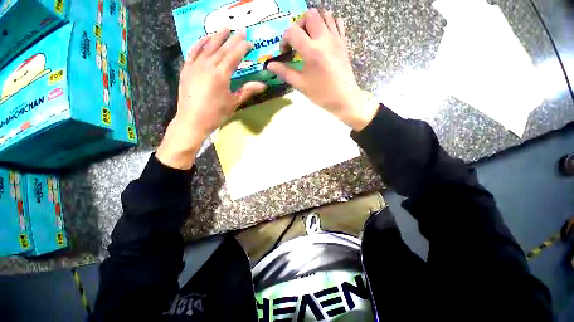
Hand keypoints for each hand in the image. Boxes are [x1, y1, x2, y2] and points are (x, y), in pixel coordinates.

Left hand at [157, 28, 265, 169]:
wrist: (192, 120)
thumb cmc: (216, 114)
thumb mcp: (234, 103)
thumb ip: (247, 91)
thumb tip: (263, 85)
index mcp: (221, 74)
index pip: (234, 56)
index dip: (242, 47)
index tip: (250, 42)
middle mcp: (208, 65)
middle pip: (222, 48)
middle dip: (232, 38)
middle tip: (240, 30)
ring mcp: (195, 65)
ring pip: (207, 46)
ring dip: (216, 36)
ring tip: (224, 27)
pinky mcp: (186, 69)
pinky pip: (193, 51)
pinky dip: (199, 43)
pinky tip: (205, 38)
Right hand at [267, 8, 377, 130]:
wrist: (343, 98)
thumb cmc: (321, 94)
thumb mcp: (301, 85)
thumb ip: (285, 72)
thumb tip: (270, 65)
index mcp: (311, 51)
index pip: (292, 31)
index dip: (284, 40)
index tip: (286, 53)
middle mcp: (324, 39)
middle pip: (309, 15)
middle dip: (299, 25)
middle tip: (298, 41)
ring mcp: (336, 38)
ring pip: (324, 14)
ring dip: (313, 22)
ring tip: (309, 38)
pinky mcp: (343, 42)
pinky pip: (337, 22)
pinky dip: (328, 24)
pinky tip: (323, 37)